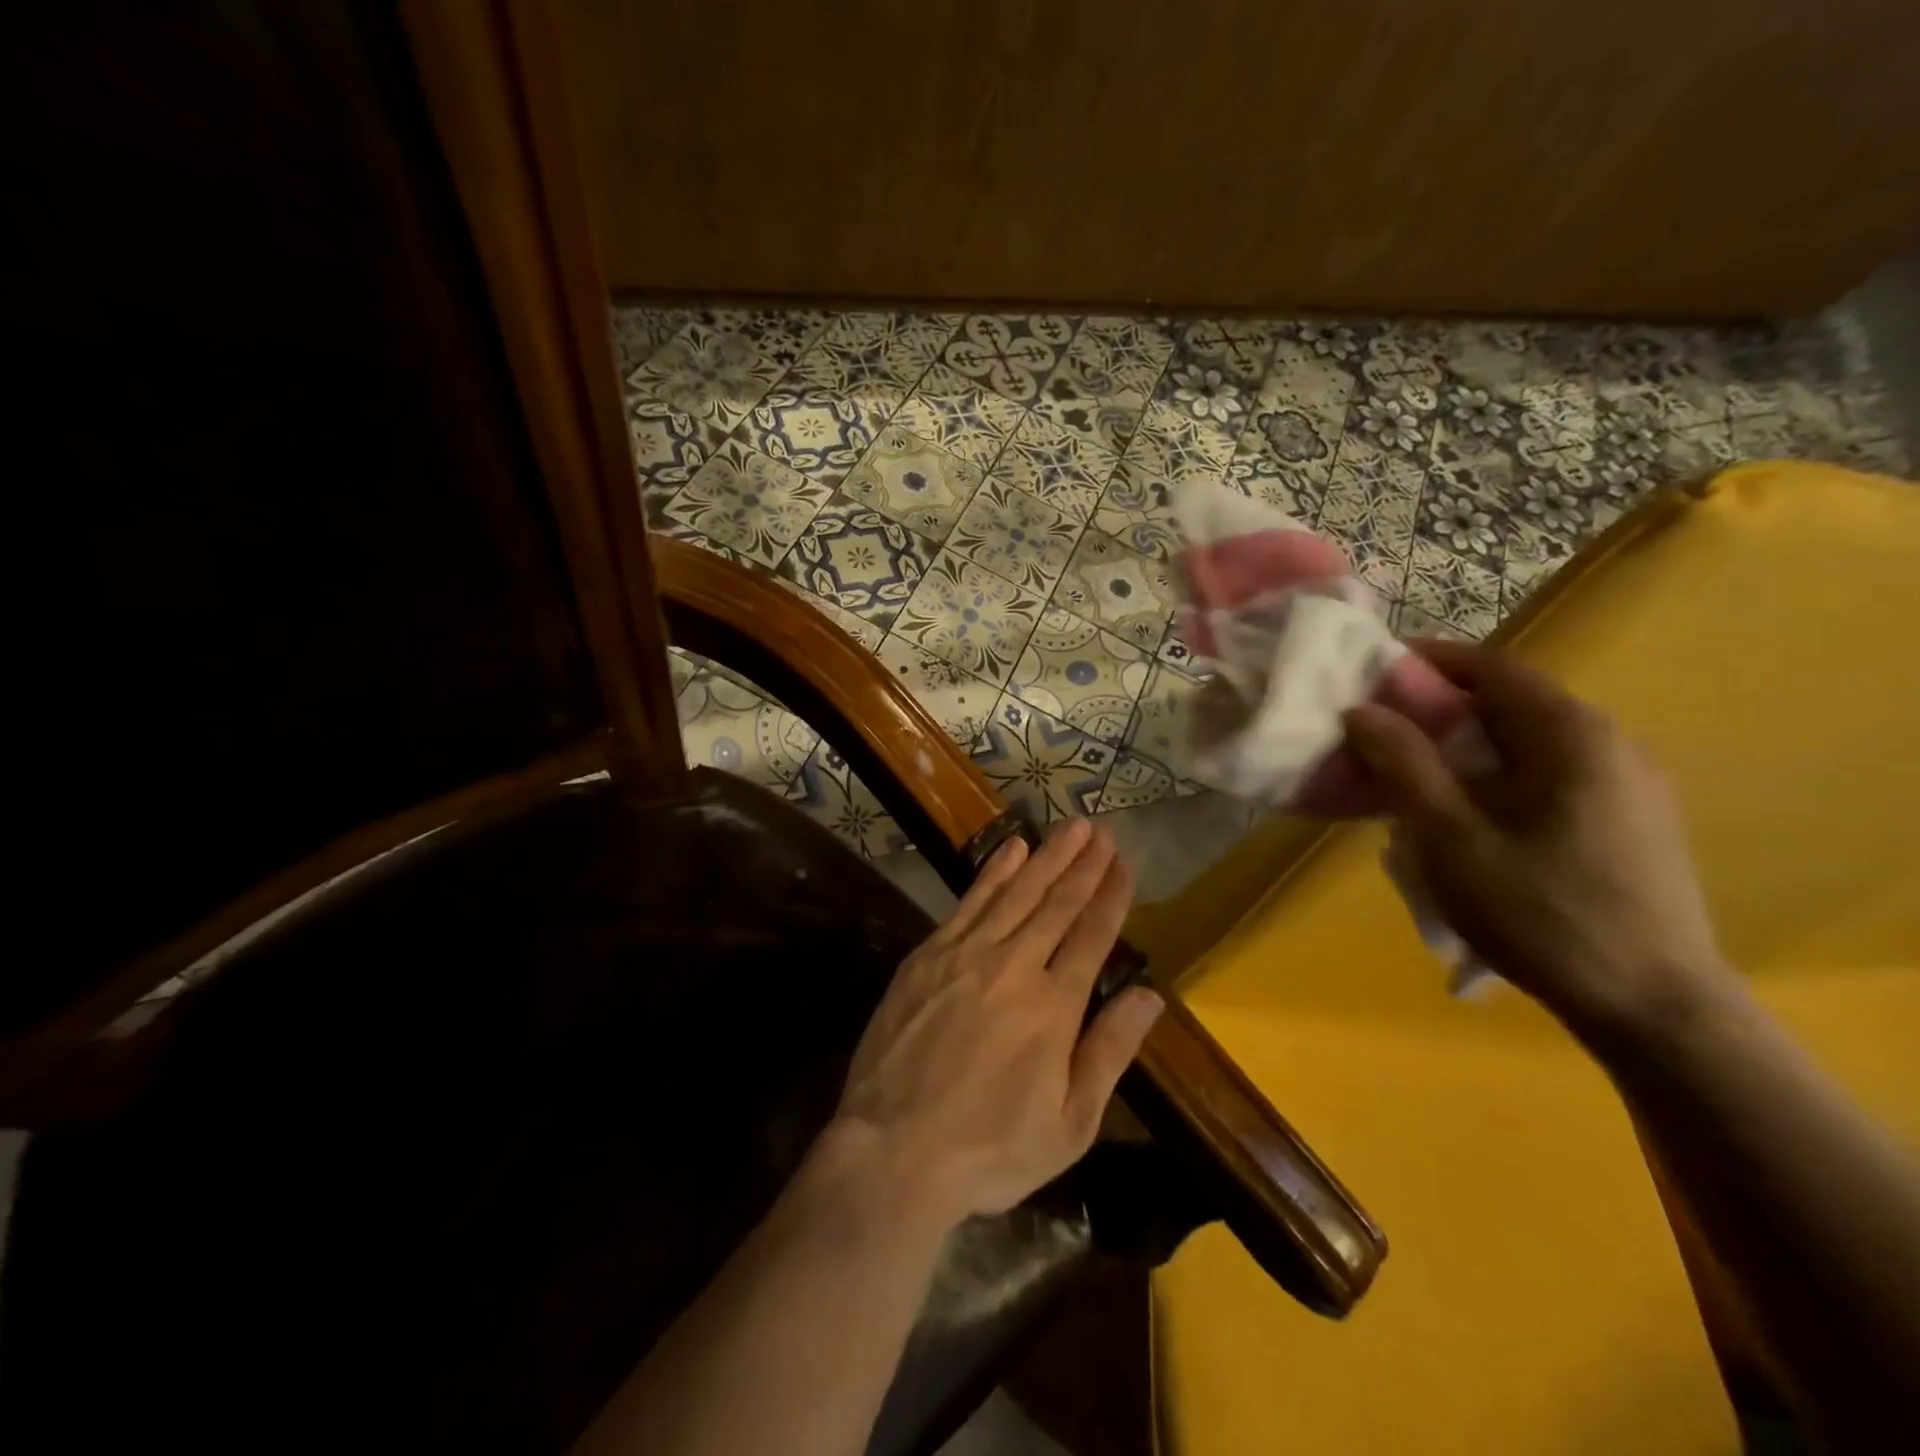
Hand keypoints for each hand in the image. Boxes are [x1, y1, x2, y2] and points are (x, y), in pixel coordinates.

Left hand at [831, 819, 1162, 1227]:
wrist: (894, 1149)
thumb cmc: (990, 1149)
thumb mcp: (1070, 1124)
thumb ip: (1110, 1052)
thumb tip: (1150, 997)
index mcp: (1054, 1006)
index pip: (1092, 936)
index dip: (1111, 896)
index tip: (1125, 864)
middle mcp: (1015, 966)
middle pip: (1057, 903)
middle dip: (1084, 864)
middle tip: (1103, 830)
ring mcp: (966, 954)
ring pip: (1016, 892)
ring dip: (1047, 856)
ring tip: (1071, 827)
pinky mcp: (928, 955)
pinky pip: (969, 902)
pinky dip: (994, 872)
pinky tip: (1012, 849)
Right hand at [1343, 640, 1733, 1040]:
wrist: (1654, 1008)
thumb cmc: (1541, 914)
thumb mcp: (1451, 838)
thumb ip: (1404, 766)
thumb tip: (1362, 710)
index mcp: (1572, 736)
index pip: (1493, 668)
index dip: (1428, 662)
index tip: (1373, 673)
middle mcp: (1611, 744)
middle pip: (1511, 703)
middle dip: (1440, 709)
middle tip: (1381, 734)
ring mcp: (1629, 784)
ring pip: (1529, 742)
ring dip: (1467, 746)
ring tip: (1416, 778)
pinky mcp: (1631, 821)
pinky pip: (1551, 775)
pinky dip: (1498, 775)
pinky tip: (1470, 817)